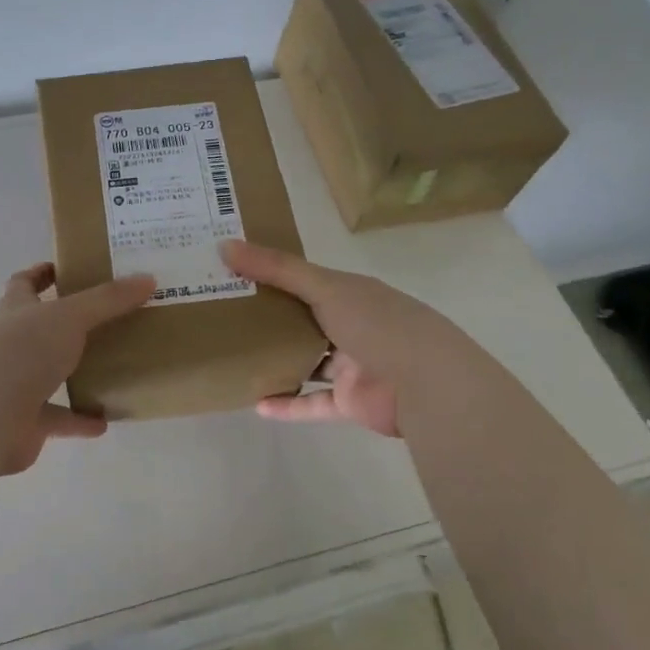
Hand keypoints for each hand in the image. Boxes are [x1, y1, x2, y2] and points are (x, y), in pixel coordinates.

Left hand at [0, 263, 154, 474]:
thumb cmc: (22, 351)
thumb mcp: (70, 316)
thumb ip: (108, 299)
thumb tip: (148, 278)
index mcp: (15, 309)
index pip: (24, 283)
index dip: (42, 274)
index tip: (68, 268)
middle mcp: (11, 342)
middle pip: (39, 327)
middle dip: (67, 323)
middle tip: (109, 317)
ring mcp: (15, 383)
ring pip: (49, 373)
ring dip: (75, 372)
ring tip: (113, 367)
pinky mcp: (25, 421)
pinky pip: (58, 418)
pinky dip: (79, 419)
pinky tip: (106, 420)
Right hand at [220, 239, 459, 437]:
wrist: (426, 384)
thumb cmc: (376, 323)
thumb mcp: (323, 287)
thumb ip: (276, 268)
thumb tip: (224, 245)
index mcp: (350, 293)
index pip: (307, 280)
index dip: (273, 276)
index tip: (235, 273)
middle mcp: (352, 326)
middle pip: (305, 321)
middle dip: (271, 320)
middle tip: (226, 316)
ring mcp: (352, 365)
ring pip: (309, 362)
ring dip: (279, 362)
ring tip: (237, 358)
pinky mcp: (350, 402)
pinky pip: (313, 403)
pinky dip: (288, 404)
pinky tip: (256, 403)